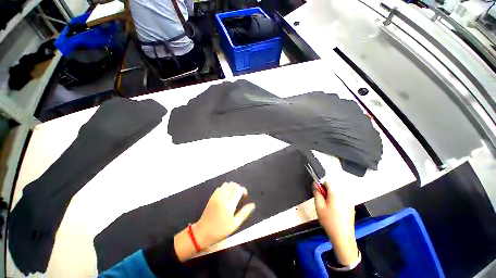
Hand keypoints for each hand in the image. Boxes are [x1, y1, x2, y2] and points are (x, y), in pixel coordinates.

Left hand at [194, 182, 255, 248]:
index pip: (238, 189)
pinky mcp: (212, 196)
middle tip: (240, 195)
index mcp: (229, 205)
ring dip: (232, 187)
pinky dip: (225, 188)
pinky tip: (226, 195)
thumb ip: (244, 213)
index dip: (243, 190)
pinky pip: (220, 187)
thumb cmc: (220, 230)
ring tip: (233, 194)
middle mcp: (222, 198)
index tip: (245, 195)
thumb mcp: (235, 224)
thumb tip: (252, 205)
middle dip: (238, 187)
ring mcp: (216, 196)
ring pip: (226, 184)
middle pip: (233, 185)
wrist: (202, 232)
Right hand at [314, 182, 358, 265]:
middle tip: (321, 201)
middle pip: (333, 188)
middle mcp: (344, 196)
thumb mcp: (319, 206)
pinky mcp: (351, 208)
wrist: (342, 237)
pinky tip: (334, 212)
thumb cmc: (329, 221)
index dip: (321, 185)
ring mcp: (349, 202)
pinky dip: (337, 201)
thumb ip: (317, 193)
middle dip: (326, 192)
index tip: (317, 193)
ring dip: (331, 196)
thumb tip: (316, 185)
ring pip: (337, 194)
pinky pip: (342, 200)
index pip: (328, 182)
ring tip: (327, 207)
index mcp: (336, 194)